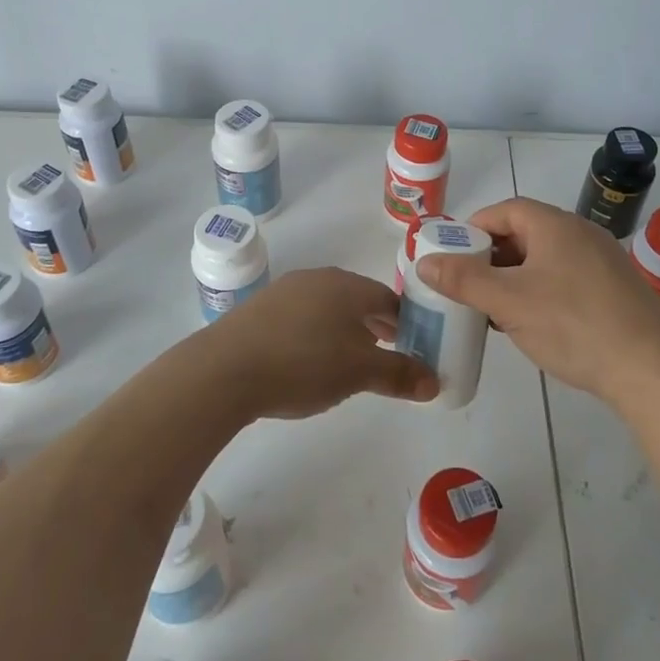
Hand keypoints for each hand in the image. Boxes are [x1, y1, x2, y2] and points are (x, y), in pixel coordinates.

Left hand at [204, 267, 439, 419]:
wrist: (224, 370)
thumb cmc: (303, 363)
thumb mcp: (359, 373)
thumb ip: (399, 374)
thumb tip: (435, 381)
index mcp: (348, 286)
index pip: (390, 299)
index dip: (408, 324)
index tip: (415, 348)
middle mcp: (318, 279)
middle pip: (359, 301)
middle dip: (378, 327)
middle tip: (388, 357)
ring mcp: (285, 291)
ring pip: (329, 308)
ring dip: (346, 331)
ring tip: (350, 363)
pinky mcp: (260, 310)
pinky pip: (301, 318)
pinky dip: (316, 335)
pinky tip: (309, 362)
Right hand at [415, 197, 659, 403]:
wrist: (650, 371)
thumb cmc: (573, 325)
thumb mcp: (508, 302)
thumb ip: (463, 280)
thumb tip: (424, 261)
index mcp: (555, 225)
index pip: (505, 210)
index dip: (473, 229)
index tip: (451, 256)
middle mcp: (581, 234)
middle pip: (525, 233)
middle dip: (491, 257)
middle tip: (466, 285)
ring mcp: (602, 262)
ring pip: (545, 260)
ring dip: (514, 278)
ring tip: (492, 308)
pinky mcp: (614, 291)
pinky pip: (565, 280)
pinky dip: (539, 292)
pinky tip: (531, 323)